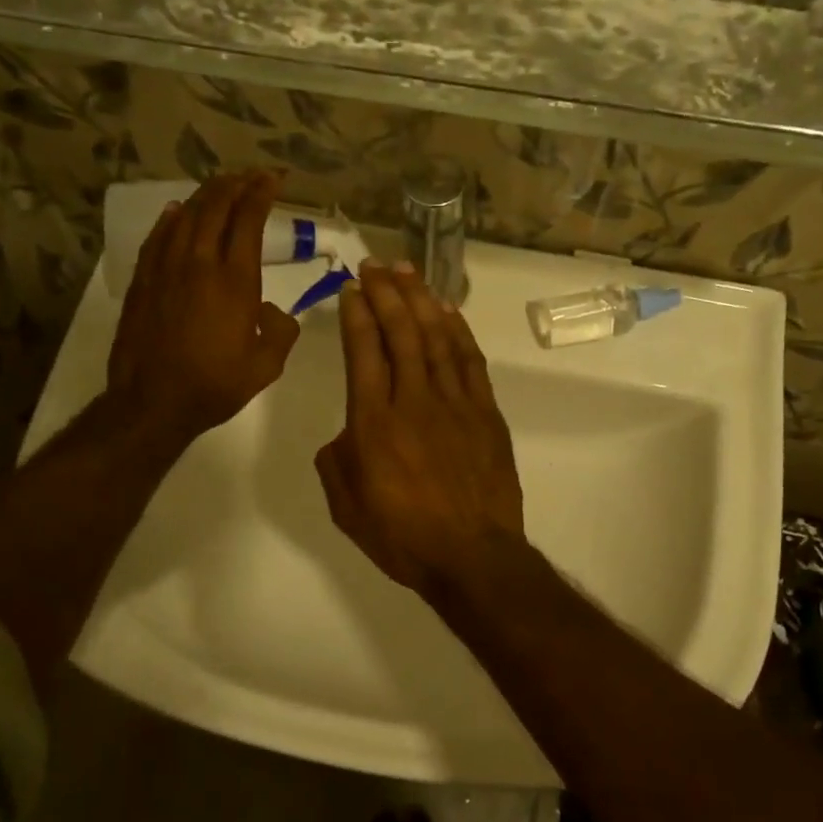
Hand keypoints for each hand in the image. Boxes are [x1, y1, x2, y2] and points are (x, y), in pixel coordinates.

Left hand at [104, 171, 299, 447]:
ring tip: (220, 184)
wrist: (153, 402)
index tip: (273, 178)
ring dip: (206, 195)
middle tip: (250, 174)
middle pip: (216, 208)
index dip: (261, 193)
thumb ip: (280, 330)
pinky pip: (158, 238)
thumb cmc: (215, 385)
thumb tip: (271, 309)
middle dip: (236, 184)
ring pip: (186, 217)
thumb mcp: (267, 365)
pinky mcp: (143, 281)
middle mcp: (200, 264)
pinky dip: (171, 219)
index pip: (248, 221)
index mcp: (235, 281)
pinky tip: (177, 211)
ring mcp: (166, 269)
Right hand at [315, 260, 524, 594]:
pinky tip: (447, 311)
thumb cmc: (403, 536)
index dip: (358, 315)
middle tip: (376, 266)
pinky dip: (458, 331)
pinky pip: (470, 362)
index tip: (353, 288)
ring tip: (408, 272)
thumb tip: (348, 432)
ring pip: (437, 338)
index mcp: (374, 424)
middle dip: (387, 294)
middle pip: (401, 333)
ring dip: (421, 300)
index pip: (364, 352)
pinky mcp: (486, 413)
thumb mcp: (346, 507)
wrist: (472, 555)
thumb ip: (336, 461)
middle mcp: (413, 402)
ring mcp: (455, 404)